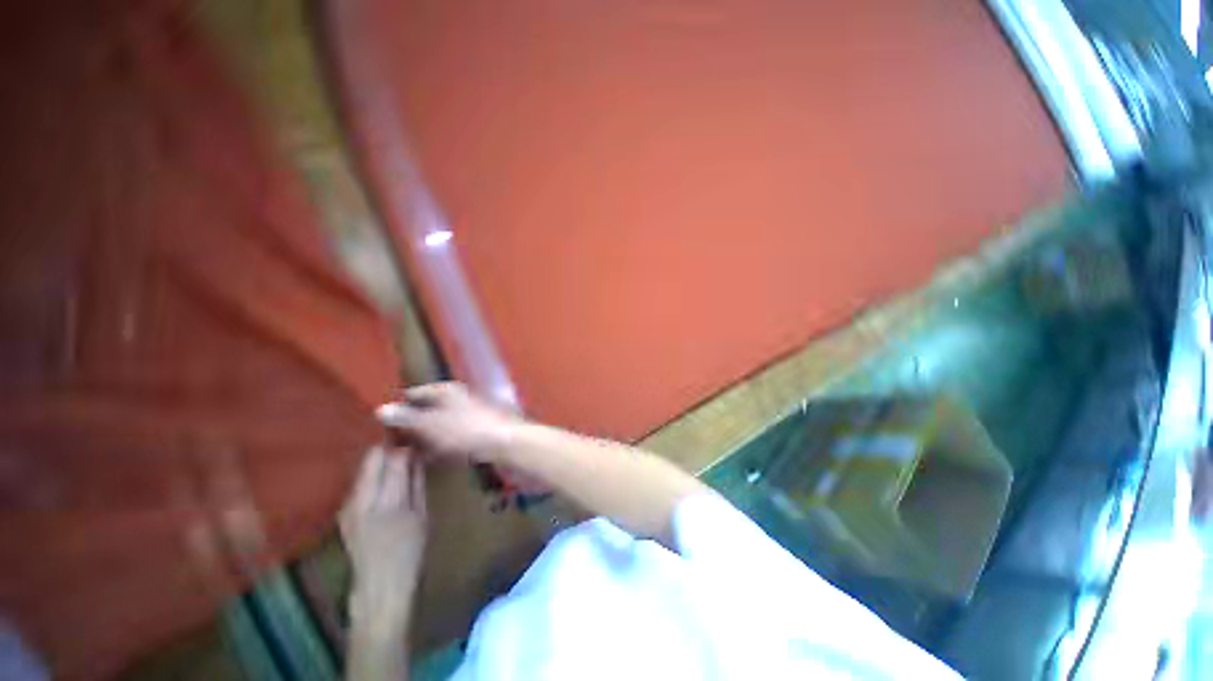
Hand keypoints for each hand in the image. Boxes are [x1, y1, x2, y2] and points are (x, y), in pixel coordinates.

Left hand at [339, 447, 426, 625]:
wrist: (379, 587)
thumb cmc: (410, 552)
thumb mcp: (422, 515)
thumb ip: (416, 483)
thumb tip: (416, 457)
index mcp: (388, 503)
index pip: (394, 461)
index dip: (405, 447)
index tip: (415, 442)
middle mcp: (362, 501)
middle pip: (373, 459)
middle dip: (389, 449)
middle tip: (405, 447)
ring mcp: (348, 506)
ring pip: (363, 468)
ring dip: (379, 461)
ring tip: (396, 462)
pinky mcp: (342, 512)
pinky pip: (359, 483)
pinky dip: (371, 475)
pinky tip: (382, 480)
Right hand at [376, 382, 520, 464]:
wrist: (503, 443)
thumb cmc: (464, 430)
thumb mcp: (430, 424)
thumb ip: (407, 417)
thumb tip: (381, 409)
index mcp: (446, 391)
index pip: (416, 394)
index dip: (401, 406)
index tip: (384, 422)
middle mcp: (457, 399)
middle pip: (428, 408)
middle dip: (412, 424)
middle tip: (392, 441)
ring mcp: (468, 414)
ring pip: (440, 424)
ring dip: (425, 437)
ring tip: (407, 452)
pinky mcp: (476, 431)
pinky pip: (451, 436)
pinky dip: (440, 445)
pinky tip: (431, 458)